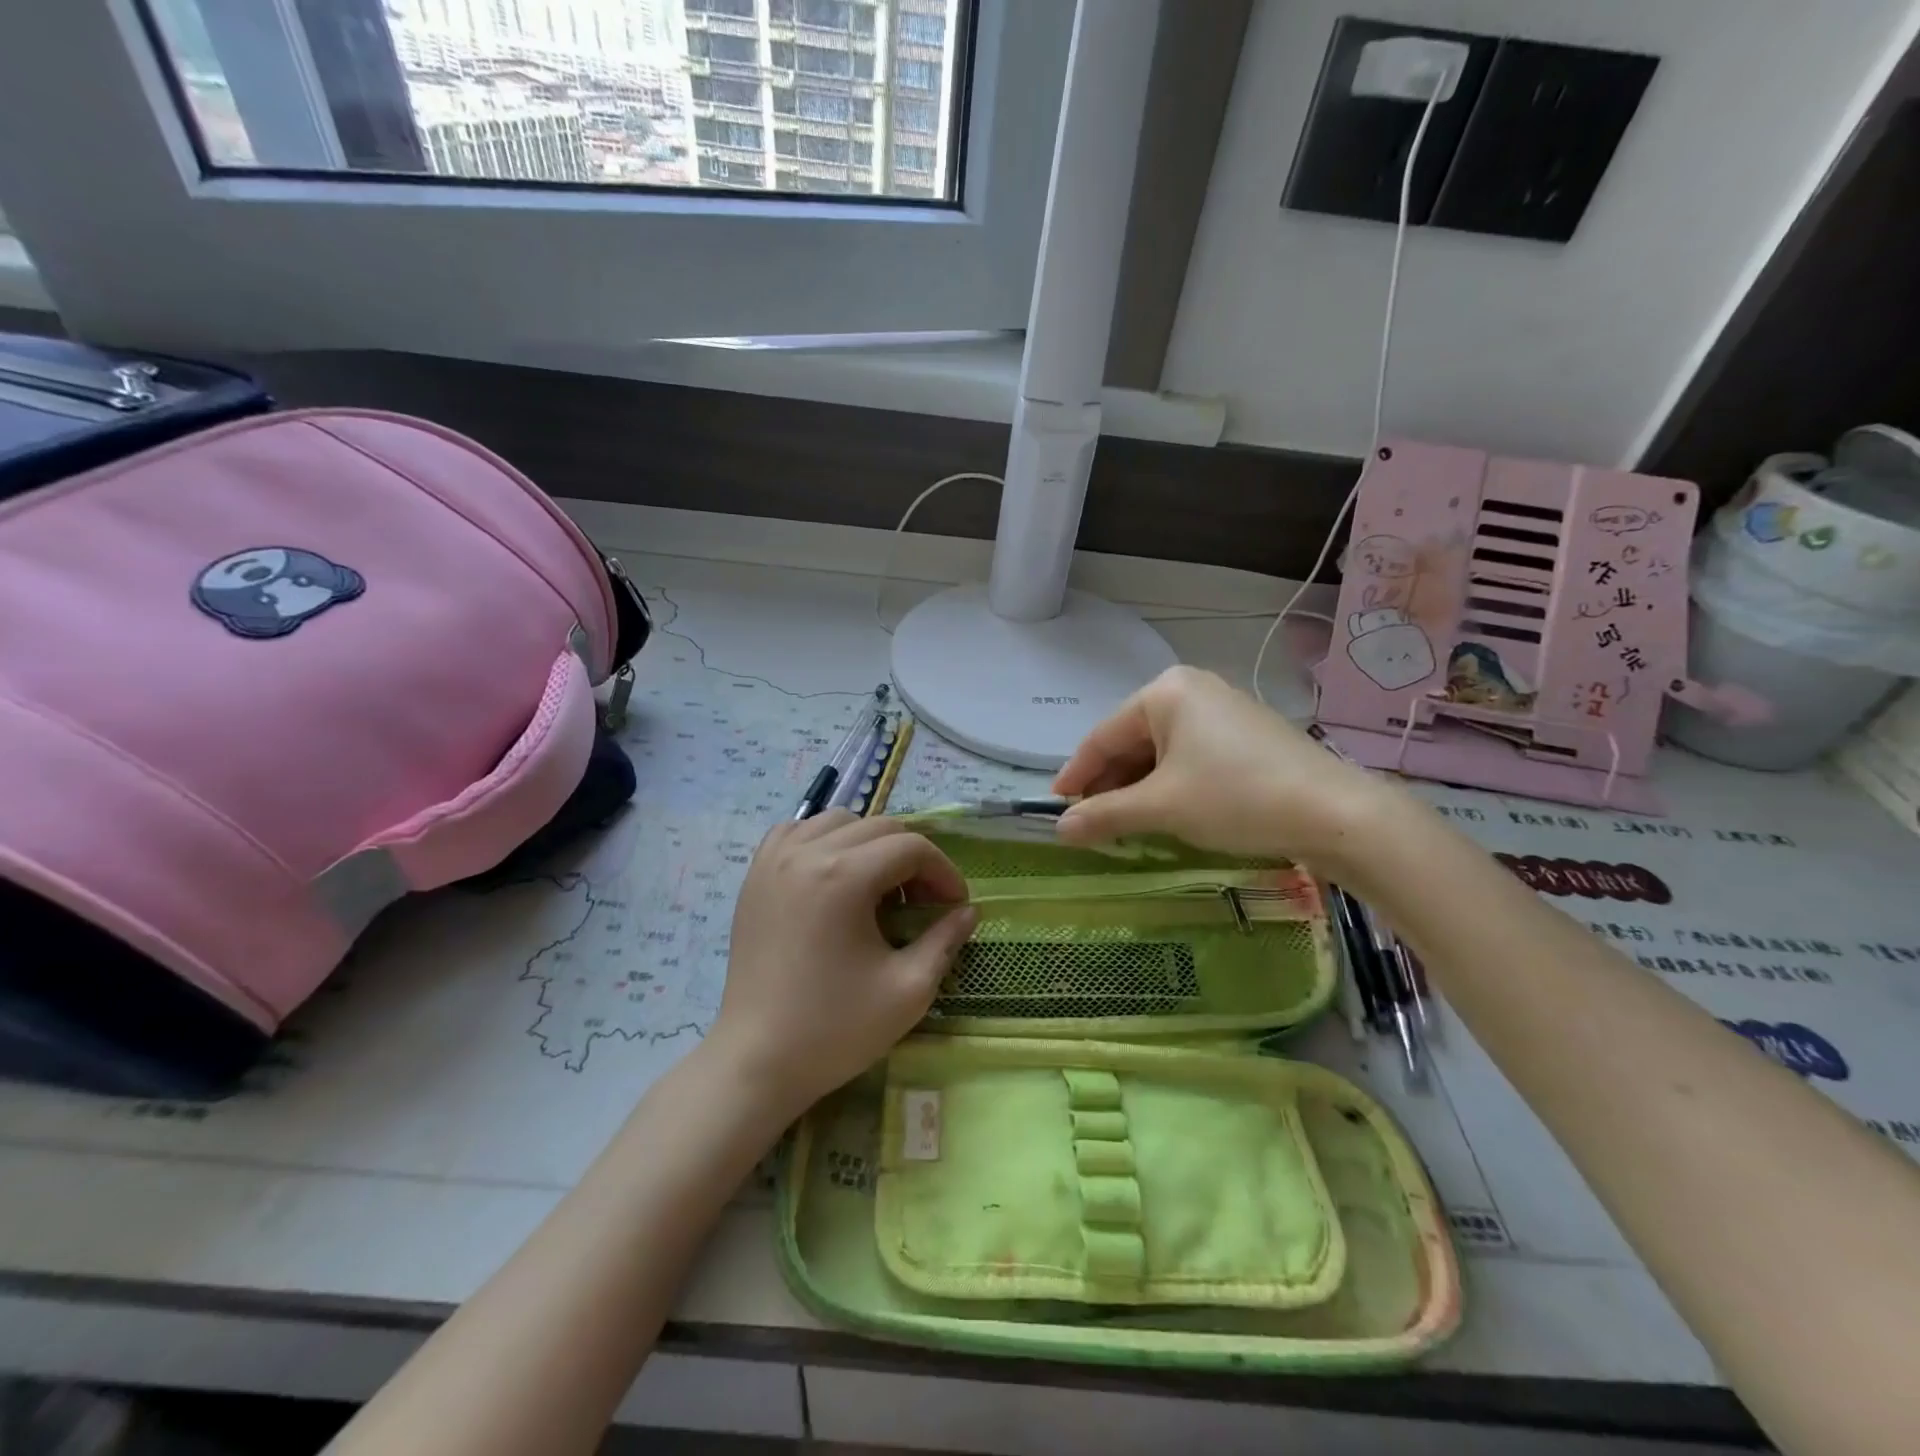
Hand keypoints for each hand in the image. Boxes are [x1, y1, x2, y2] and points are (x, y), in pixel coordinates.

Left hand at [711, 811, 974, 1120]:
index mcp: (843, 877)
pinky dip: (824, 840)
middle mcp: (807, 853)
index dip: (943, 872)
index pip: (911, 847)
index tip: (954, 905)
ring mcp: (774, 860)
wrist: (757, 1061)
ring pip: (838, 821)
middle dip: (912, 858)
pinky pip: (797, 831)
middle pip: (879, 827)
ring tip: (877, 889)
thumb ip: (945, 940)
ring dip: (870, 844)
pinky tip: (833, 875)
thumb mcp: (908, 990)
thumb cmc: (835, 1030)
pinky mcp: (755, 875)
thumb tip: (967, 911)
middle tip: (922, 903)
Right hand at [1051, 666, 1397, 873]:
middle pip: (1132, 741)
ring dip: (1139, 787)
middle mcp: (1191, 689)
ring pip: (1161, 751)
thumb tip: (1059, 829)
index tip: (1056, 807)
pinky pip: (1190, 756)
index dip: (1076, 775)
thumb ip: (1105, 815)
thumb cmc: (1235, 798)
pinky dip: (1170, 784)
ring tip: (1125, 824)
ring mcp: (1222, 709)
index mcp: (1164, 692)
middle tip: (1091, 823)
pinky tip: (1166, 812)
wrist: (1335, 812)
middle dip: (1110, 784)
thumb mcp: (1161, 807)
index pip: (1103, 737)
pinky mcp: (1246, 734)